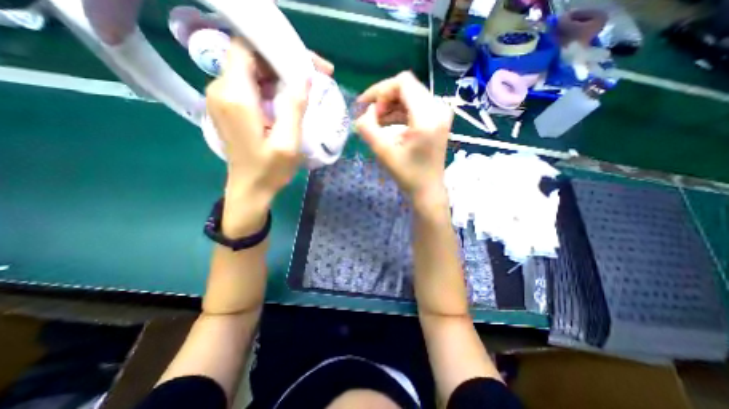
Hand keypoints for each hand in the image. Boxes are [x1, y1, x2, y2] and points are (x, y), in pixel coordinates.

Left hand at [205, 39, 308, 236]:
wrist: (250, 188)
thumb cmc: (270, 170)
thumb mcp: (288, 143)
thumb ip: (295, 107)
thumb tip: (304, 76)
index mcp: (235, 96)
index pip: (247, 47)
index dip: (277, 47)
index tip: (306, 62)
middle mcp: (221, 89)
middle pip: (251, 56)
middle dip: (284, 60)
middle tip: (315, 75)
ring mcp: (222, 98)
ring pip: (252, 69)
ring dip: (280, 74)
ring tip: (306, 87)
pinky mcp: (229, 106)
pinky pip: (250, 84)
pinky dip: (272, 85)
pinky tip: (290, 98)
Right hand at [356, 70, 454, 207]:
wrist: (428, 190)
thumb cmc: (408, 175)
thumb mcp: (383, 152)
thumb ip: (368, 128)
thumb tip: (364, 113)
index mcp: (427, 116)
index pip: (403, 82)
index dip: (380, 90)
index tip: (367, 107)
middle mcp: (438, 109)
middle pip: (406, 87)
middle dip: (384, 98)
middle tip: (370, 116)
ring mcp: (440, 114)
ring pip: (410, 96)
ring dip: (390, 106)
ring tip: (376, 122)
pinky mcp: (438, 120)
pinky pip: (416, 106)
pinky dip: (399, 112)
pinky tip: (388, 123)